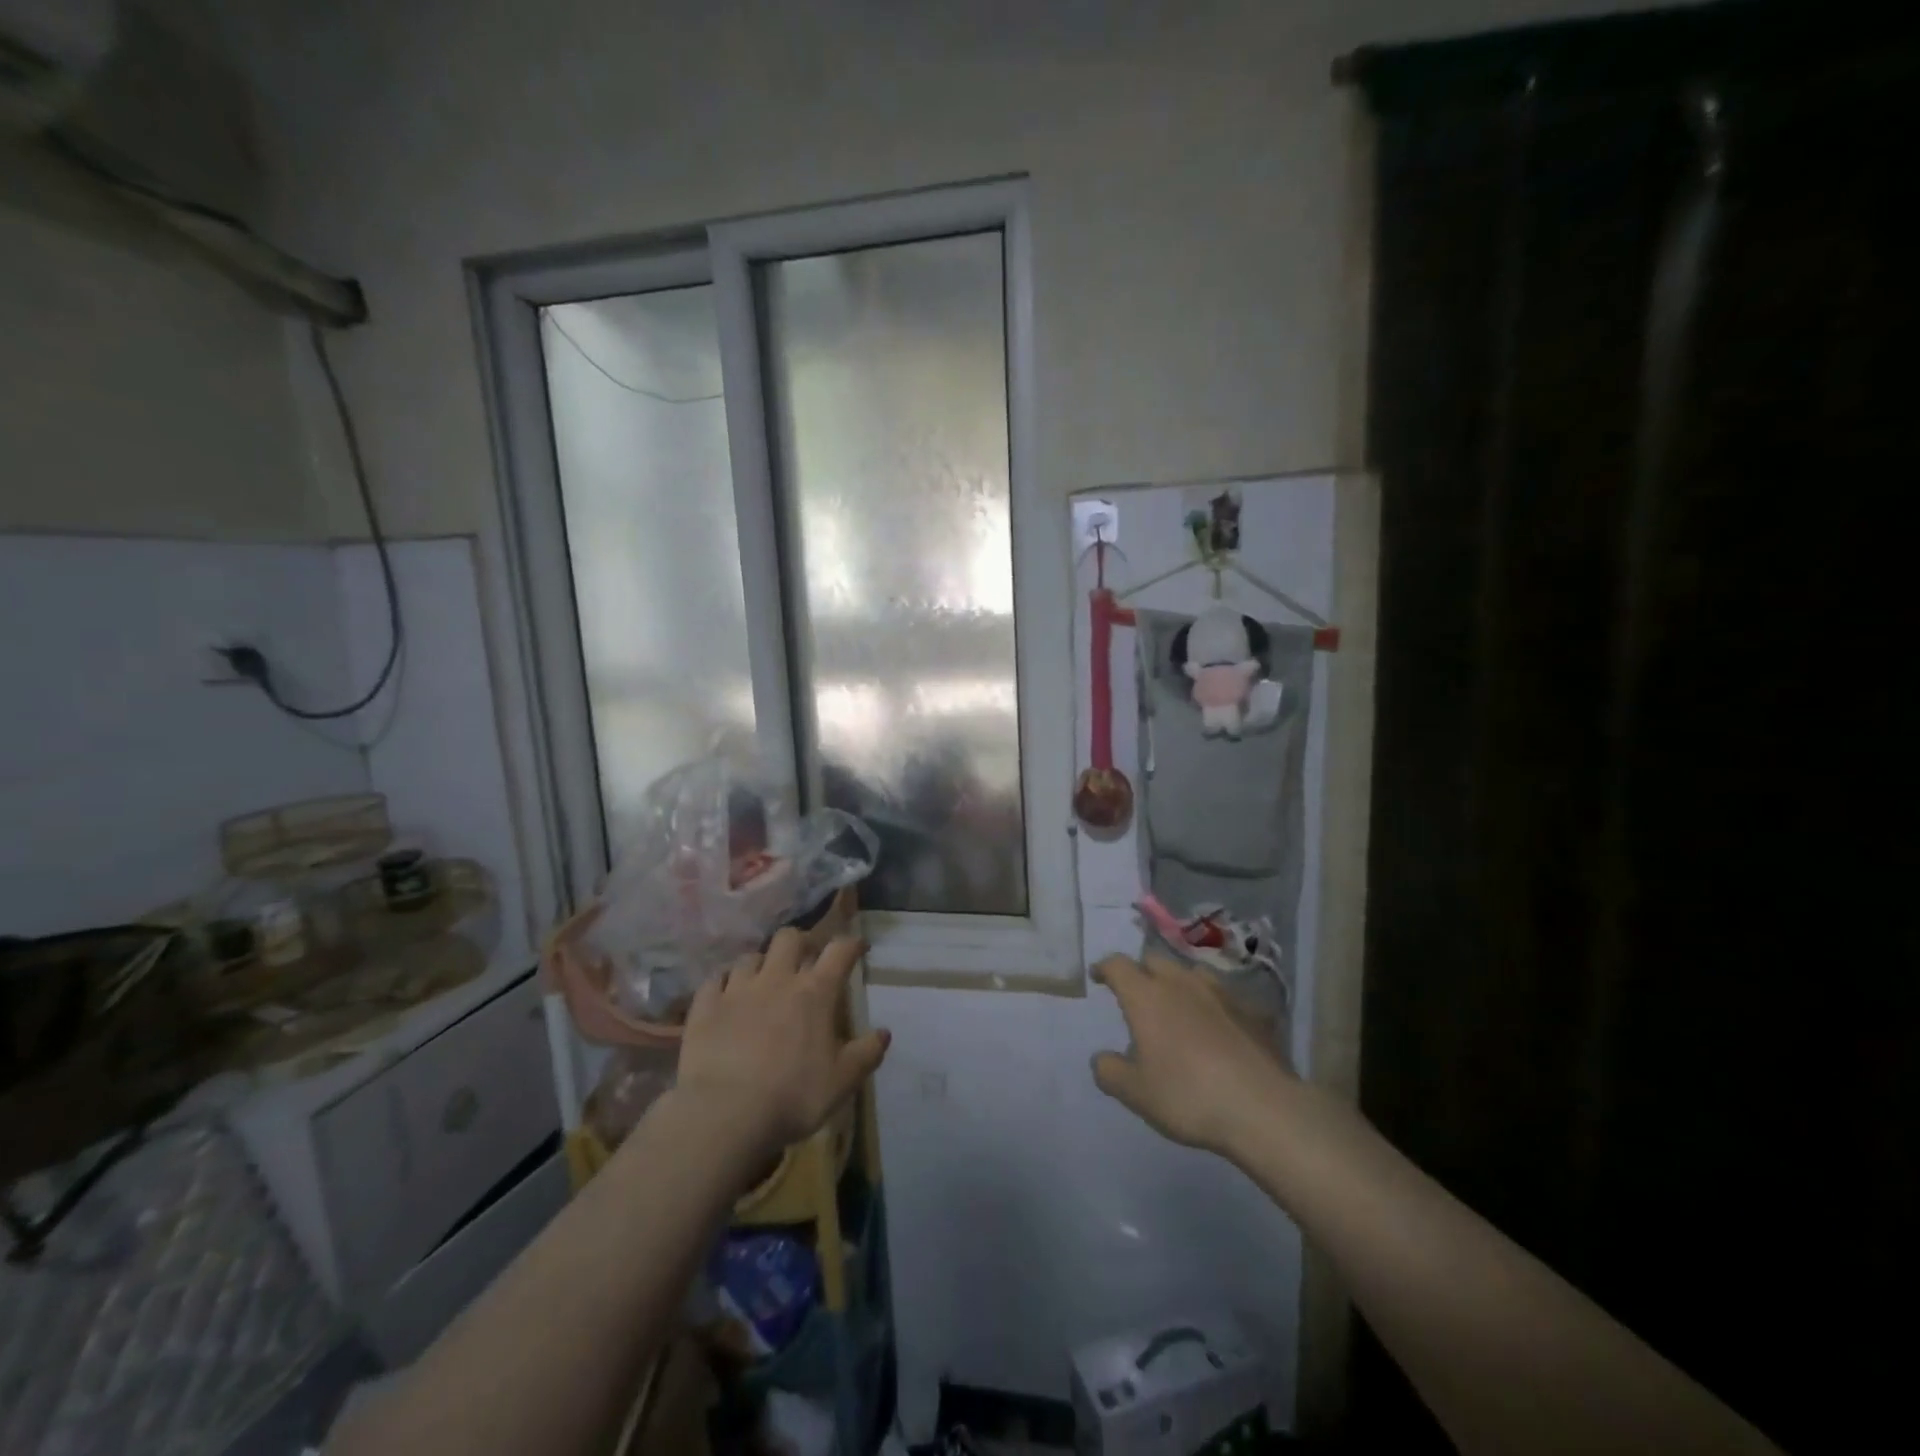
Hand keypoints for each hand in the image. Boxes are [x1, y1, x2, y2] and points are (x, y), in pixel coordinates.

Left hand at [676, 929, 889, 1158]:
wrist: (724, 1114)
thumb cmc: (792, 1096)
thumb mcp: (842, 1082)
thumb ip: (866, 1053)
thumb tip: (884, 1032)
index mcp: (815, 992)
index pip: (839, 950)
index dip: (851, 944)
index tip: (858, 947)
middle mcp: (777, 978)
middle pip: (790, 937)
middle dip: (801, 942)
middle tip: (805, 960)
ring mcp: (738, 989)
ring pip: (751, 955)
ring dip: (761, 963)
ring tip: (763, 980)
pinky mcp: (705, 1005)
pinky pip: (715, 979)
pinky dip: (724, 982)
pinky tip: (726, 995)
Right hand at [1091, 951, 1293, 1156]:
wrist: (1263, 1108)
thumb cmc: (1188, 1095)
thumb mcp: (1136, 1093)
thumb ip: (1110, 1071)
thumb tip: (1101, 1058)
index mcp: (1147, 996)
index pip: (1118, 965)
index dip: (1105, 968)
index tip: (1099, 976)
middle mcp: (1181, 983)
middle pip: (1155, 960)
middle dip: (1141, 971)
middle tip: (1137, 993)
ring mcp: (1221, 993)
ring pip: (1191, 974)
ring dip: (1178, 983)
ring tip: (1177, 1005)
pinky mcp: (1252, 1010)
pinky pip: (1224, 998)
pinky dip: (1213, 1006)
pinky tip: (1218, 1028)